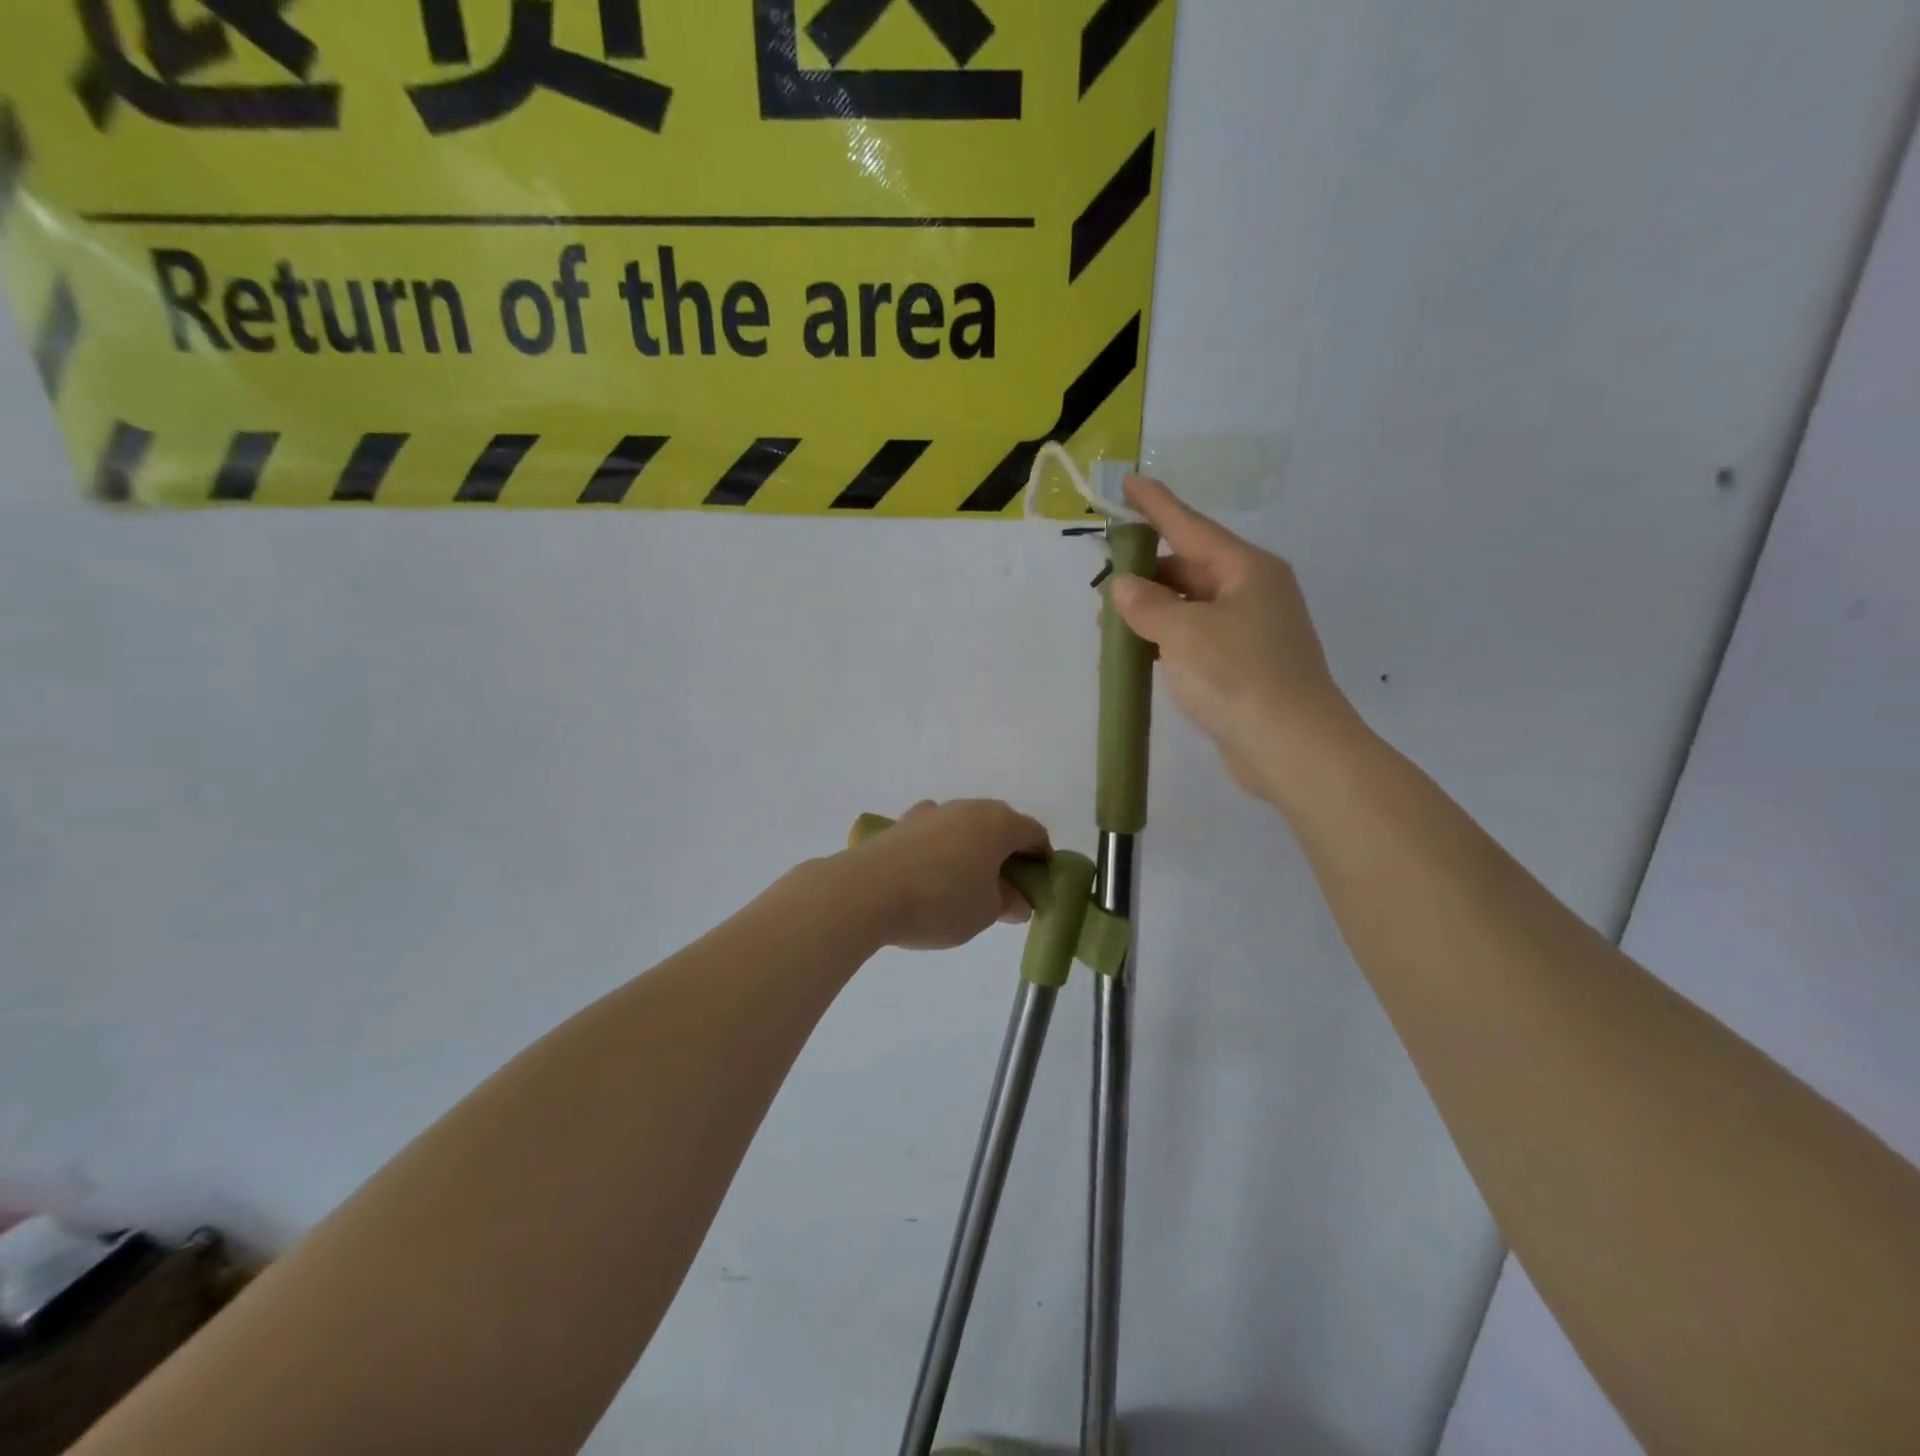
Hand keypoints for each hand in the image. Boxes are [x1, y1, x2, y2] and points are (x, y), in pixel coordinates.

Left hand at [848, 800, 1049, 950]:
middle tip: (1003, 892)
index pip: (1034, 834)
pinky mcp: (901, 824)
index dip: (1042, 860)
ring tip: (963, 888)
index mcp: (998, 823)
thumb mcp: (984, 912)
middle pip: (999, 826)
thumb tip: (1016, 899)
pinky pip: (934, 835)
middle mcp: (967, 808)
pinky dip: (941, 851)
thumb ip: (1007, 903)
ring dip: (971, 851)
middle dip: (1006, 855)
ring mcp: (931, 812)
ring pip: (964, 828)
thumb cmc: (940, 900)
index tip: (1037, 889)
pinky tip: (929, 877)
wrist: (866, 890)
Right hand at [1110, 476, 1366, 809]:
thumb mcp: (1183, 633)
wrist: (1292, 747)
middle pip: (1190, 567)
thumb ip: (1146, 605)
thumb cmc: (1238, 676)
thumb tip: (1124, 587)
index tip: (1128, 483)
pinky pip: (1197, 637)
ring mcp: (1252, 630)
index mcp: (1247, 569)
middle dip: (1145, 575)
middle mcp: (1253, 591)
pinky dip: (1167, 639)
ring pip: (1191, 606)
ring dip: (1152, 612)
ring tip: (1111, 627)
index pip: (1191, 526)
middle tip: (1103, 588)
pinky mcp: (1245, 664)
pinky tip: (1141, 653)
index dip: (1156, 505)